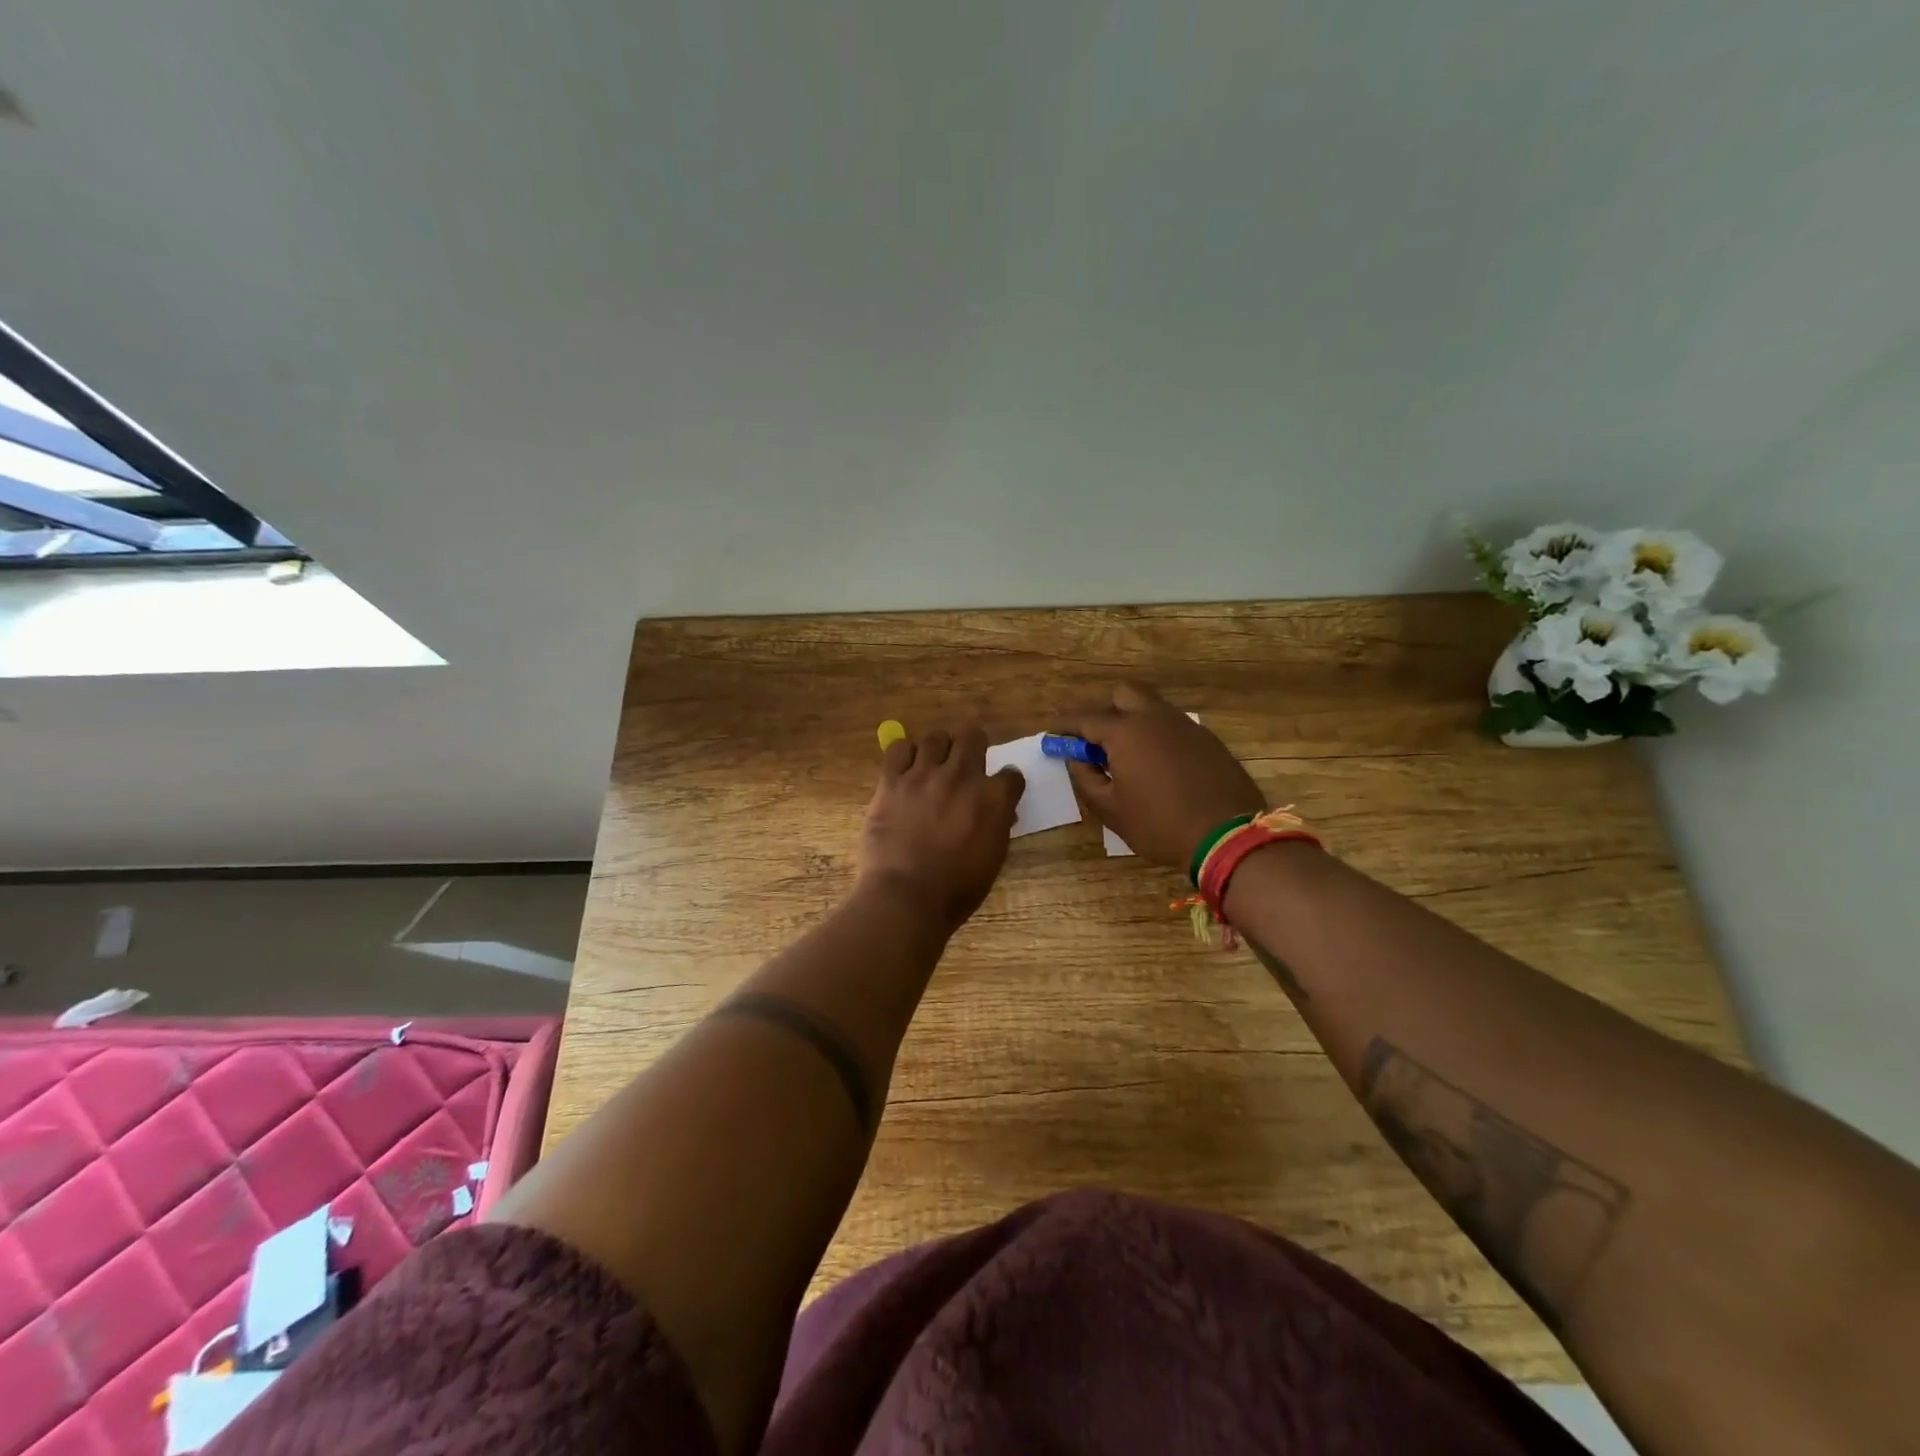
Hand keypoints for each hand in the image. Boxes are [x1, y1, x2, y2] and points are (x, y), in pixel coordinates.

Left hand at [858, 725, 1023, 930]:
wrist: (906, 896)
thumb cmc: (956, 889)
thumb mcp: (992, 859)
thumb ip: (997, 826)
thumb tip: (1000, 812)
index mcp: (993, 799)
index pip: (1011, 774)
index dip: (1007, 781)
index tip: (1000, 788)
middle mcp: (962, 776)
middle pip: (973, 737)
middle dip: (973, 747)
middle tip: (965, 763)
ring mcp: (924, 775)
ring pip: (936, 737)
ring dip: (939, 748)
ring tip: (934, 764)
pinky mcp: (892, 780)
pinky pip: (899, 748)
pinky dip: (905, 754)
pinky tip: (906, 768)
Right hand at [1059, 682, 1266, 867]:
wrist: (1227, 836)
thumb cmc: (1159, 825)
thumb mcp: (1111, 809)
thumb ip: (1086, 779)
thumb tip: (1076, 759)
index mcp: (1125, 733)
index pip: (1085, 719)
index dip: (1065, 725)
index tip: (1052, 732)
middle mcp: (1155, 718)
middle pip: (1123, 694)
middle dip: (1104, 710)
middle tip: (1095, 741)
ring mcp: (1185, 726)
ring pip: (1151, 707)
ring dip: (1133, 721)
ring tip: (1126, 755)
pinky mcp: (1207, 739)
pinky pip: (1173, 726)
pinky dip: (1157, 735)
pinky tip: (1158, 765)